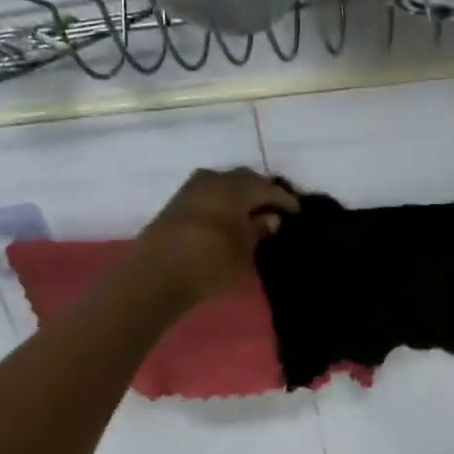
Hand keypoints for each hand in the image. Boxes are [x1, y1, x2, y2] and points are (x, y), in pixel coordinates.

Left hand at [132, 168, 299, 302]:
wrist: (156, 274)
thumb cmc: (211, 261)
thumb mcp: (244, 250)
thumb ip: (259, 230)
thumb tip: (270, 218)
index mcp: (235, 186)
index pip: (268, 188)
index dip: (284, 200)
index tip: (296, 212)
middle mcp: (214, 179)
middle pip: (244, 180)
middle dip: (260, 192)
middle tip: (274, 209)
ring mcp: (191, 189)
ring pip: (224, 185)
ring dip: (239, 196)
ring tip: (250, 214)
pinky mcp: (176, 203)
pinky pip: (208, 195)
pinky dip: (222, 203)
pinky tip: (227, 218)